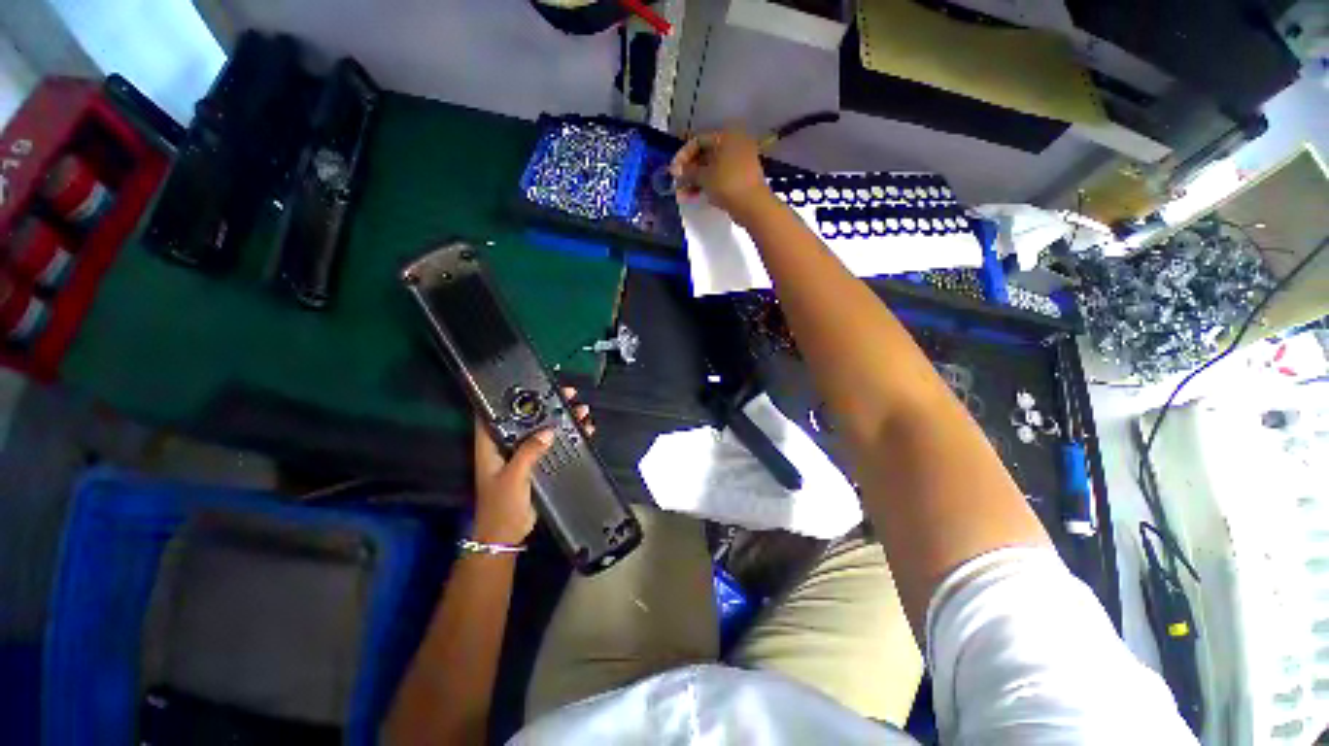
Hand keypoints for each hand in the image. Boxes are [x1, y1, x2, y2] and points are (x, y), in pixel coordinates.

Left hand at [471, 388, 593, 545]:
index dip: (509, 396)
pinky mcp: (536, 463)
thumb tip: (548, 432)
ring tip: (581, 410)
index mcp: (492, 445)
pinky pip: (553, 444)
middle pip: (527, 417)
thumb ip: (529, 453)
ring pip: (543, 429)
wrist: (506, 535)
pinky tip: (584, 430)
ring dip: (562, 419)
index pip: (495, 413)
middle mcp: (507, 445)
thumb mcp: (513, 477)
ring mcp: (523, 454)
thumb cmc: (501, 506)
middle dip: (546, 404)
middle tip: (567, 393)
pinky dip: (568, 436)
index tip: (530, 383)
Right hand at [670, 126, 773, 221]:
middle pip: (705, 155)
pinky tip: (693, 197)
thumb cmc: (728, 184)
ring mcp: (738, 163)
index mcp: (727, 136)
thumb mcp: (704, 177)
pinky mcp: (740, 179)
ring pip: (711, 169)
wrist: (753, 205)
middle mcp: (734, 145)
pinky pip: (719, 179)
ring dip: (695, 181)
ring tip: (682, 195)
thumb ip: (688, 172)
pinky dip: (706, 186)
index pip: (699, 140)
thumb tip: (676, 171)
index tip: (673, 171)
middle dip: (688, 171)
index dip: (683, 155)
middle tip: (676, 183)